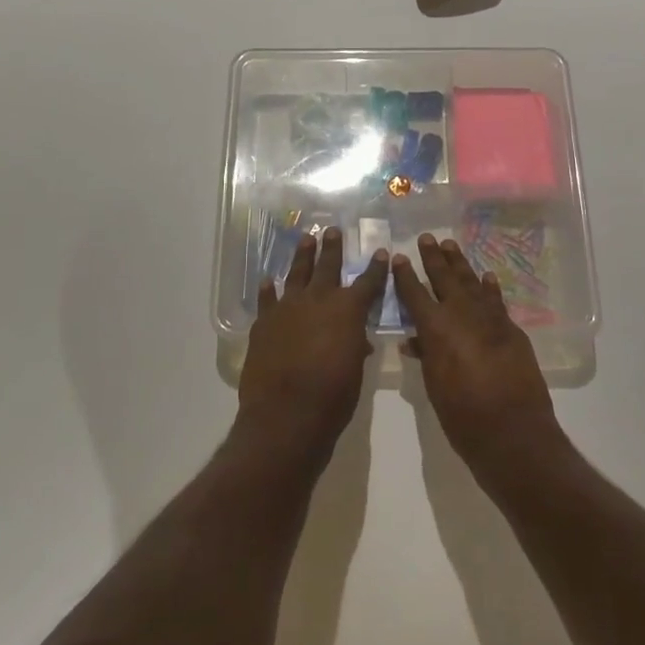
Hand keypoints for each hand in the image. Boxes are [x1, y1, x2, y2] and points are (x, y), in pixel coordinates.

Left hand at [237, 227, 388, 466]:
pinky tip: (268, 281)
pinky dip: (268, 290)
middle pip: (327, 266)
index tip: (380, 252)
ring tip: (305, 239)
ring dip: (302, 256)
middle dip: (332, 248)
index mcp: (348, 311)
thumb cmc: (332, 397)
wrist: (286, 414)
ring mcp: (287, 308)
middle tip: (332, 230)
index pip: (368, 283)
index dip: (376, 268)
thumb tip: (355, 341)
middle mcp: (318, 300)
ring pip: (296, 273)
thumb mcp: (354, 372)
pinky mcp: (264, 322)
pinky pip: (267, 299)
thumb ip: (354, 348)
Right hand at [392, 235, 561, 482]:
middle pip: (445, 279)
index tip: (398, 257)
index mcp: (436, 329)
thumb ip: (425, 356)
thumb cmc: (462, 416)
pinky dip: (489, 287)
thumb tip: (414, 339)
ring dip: (460, 264)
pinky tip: (485, 276)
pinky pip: (496, 301)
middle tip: (427, 238)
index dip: (405, 276)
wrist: (514, 433)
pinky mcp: (512, 330)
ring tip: (450, 245)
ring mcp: (491, 320)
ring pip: (472, 283)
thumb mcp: (434, 386)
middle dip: (434, 258)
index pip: (415, 294)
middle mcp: (462, 315)